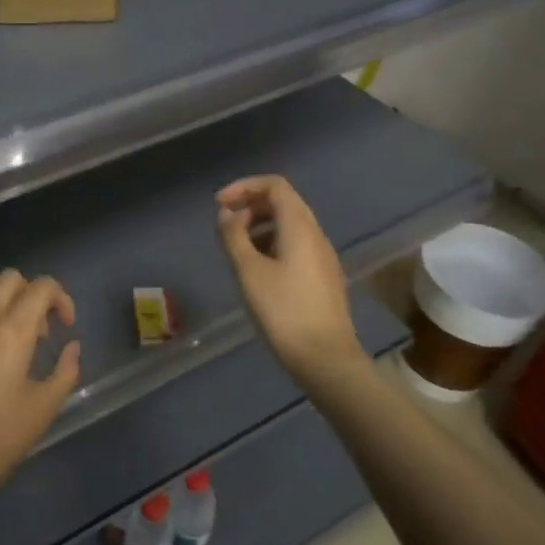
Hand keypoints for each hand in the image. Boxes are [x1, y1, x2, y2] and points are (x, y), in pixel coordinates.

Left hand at [0, 270, 80, 518]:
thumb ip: (65, 369)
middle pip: (10, 279)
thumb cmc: (0, 439)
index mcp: (13, 331)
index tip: (64, 326)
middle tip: (36, 330)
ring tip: (3, 329)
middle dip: (31, 294)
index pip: (42, 287)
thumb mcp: (44, 407)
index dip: (61, 298)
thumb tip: (71, 346)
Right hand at [216, 176, 368, 388]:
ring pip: (290, 225)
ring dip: (260, 226)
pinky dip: (272, 243)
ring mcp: (323, 256)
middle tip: (225, 225)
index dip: (244, 187)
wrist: (325, 358)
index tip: (219, 205)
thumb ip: (233, 236)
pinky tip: (257, 269)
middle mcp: (316, 234)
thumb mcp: (248, 271)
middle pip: (284, 202)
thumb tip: (226, 214)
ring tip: (236, 248)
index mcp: (300, 226)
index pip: (275, 186)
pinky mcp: (323, 276)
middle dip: (251, 205)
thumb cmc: (283, 311)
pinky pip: (296, 245)